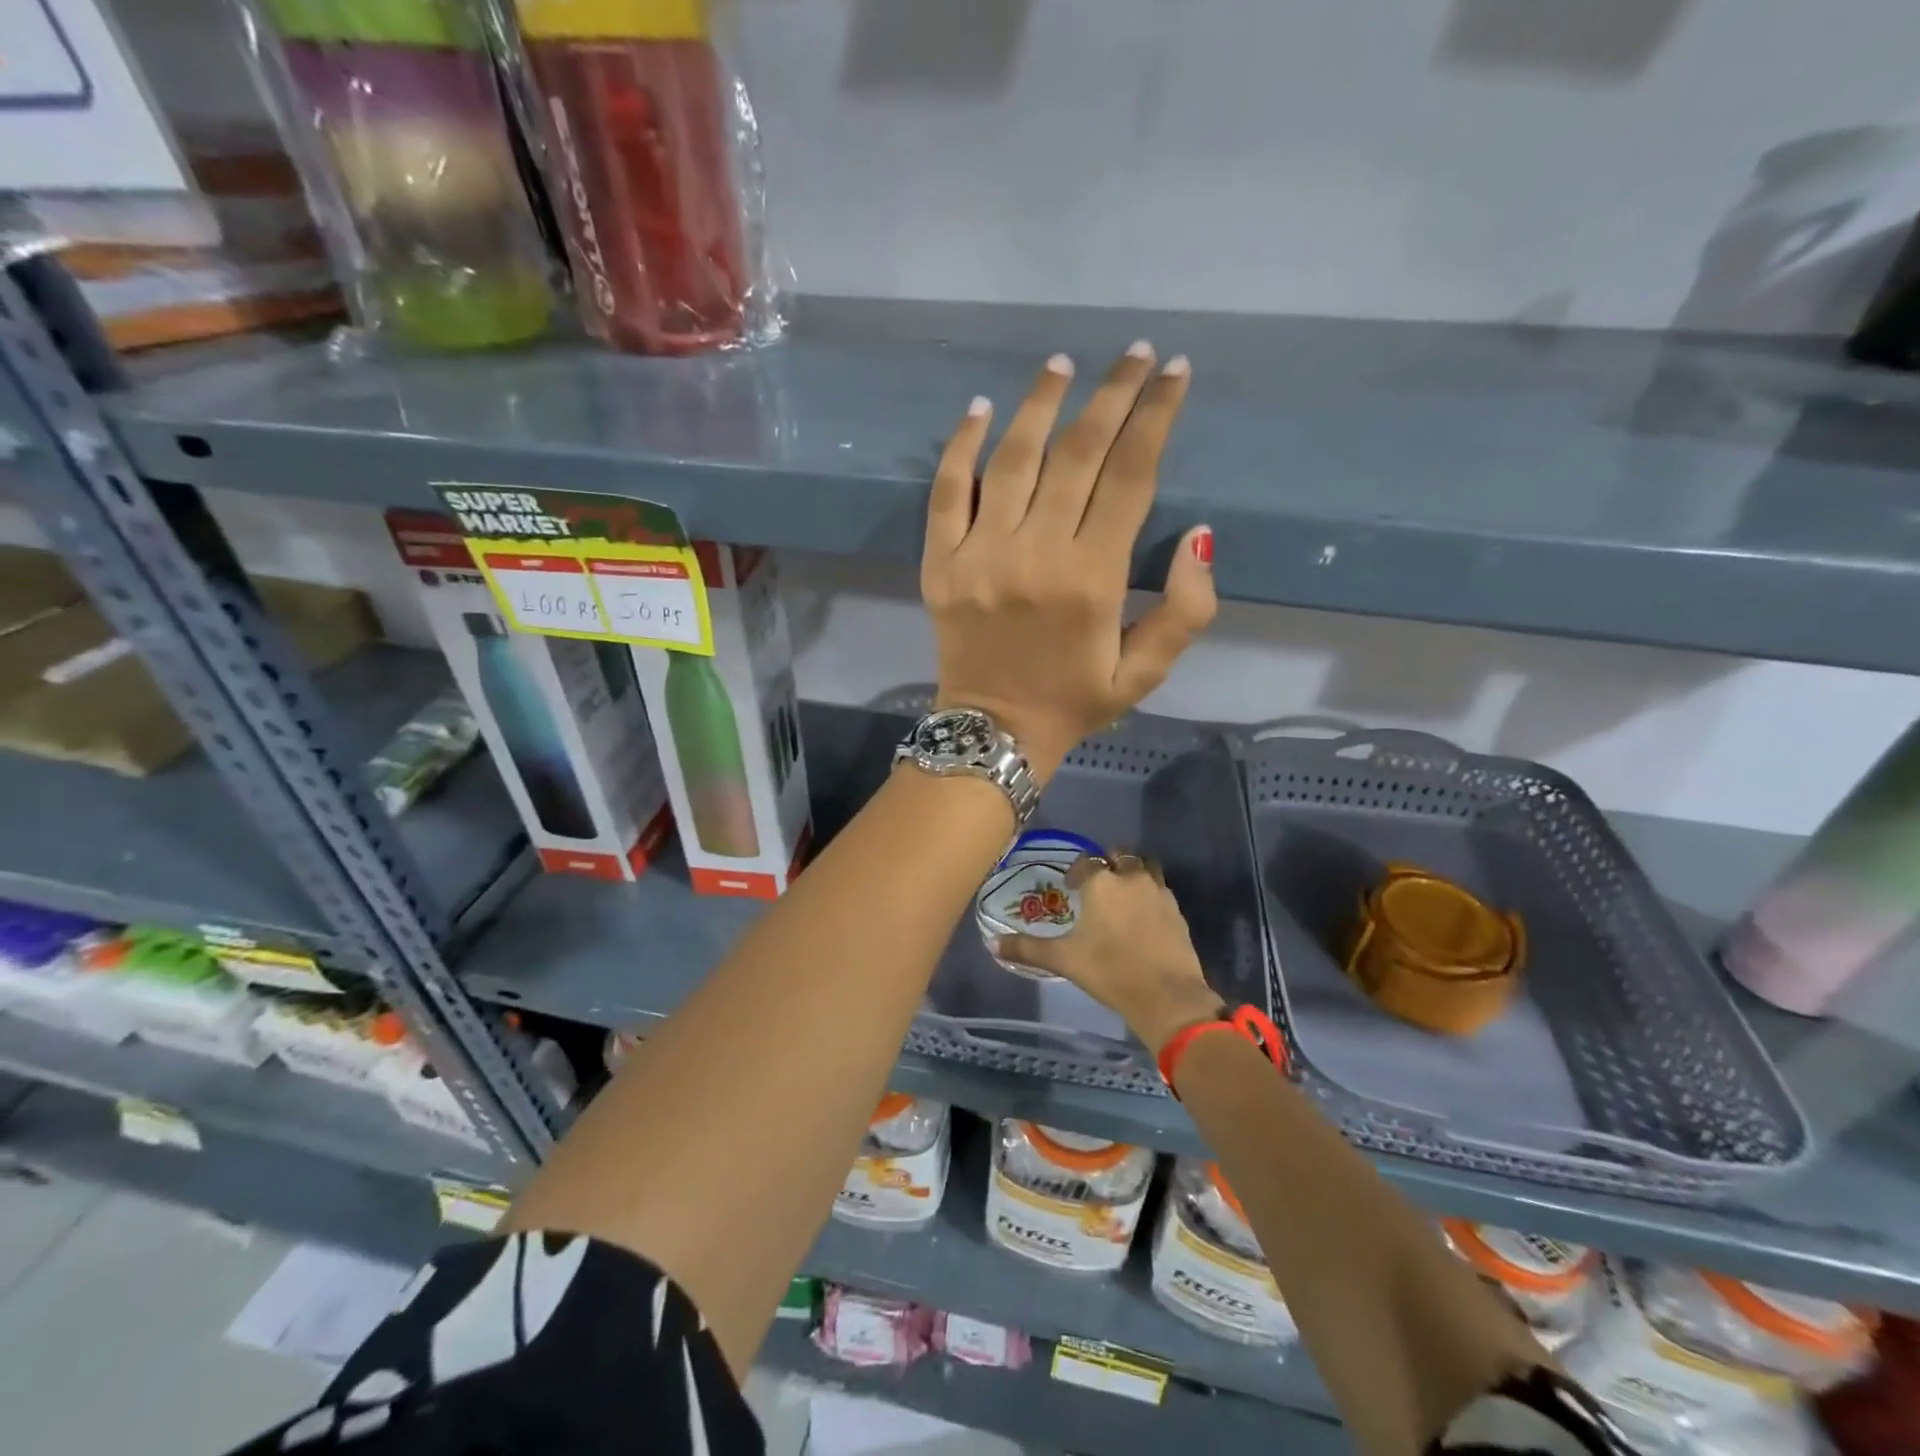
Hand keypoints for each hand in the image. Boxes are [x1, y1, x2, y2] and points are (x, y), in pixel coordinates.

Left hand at [921, 343, 1216, 778]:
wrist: (994, 732)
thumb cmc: (1075, 701)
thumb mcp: (1146, 673)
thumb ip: (1185, 609)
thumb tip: (1199, 534)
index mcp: (1093, 579)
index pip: (1130, 476)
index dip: (1156, 417)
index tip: (1174, 373)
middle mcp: (1036, 555)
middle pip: (1078, 453)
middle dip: (1113, 394)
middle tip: (1133, 353)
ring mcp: (979, 555)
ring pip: (1013, 458)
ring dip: (1041, 403)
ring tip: (1064, 364)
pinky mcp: (939, 563)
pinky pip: (946, 491)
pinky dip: (961, 446)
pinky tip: (981, 409)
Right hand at [996, 854, 1222, 1050]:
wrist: (1166, 995)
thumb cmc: (1109, 971)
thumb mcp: (1063, 960)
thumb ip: (1027, 948)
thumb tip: (993, 943)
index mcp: (1101, 882)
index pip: (1086, 862)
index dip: (1077, 873)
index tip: (1072, 889)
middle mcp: (1130, 877)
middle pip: (1119, 855)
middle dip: (1108, 865)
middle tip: (1098, 887)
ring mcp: (1158, 891)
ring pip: (1144, 866)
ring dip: (1133, 872)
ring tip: (1123, 895)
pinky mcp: (1177, 909)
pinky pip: (1160, 889)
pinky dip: (1150, 894)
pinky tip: (1143, 916)